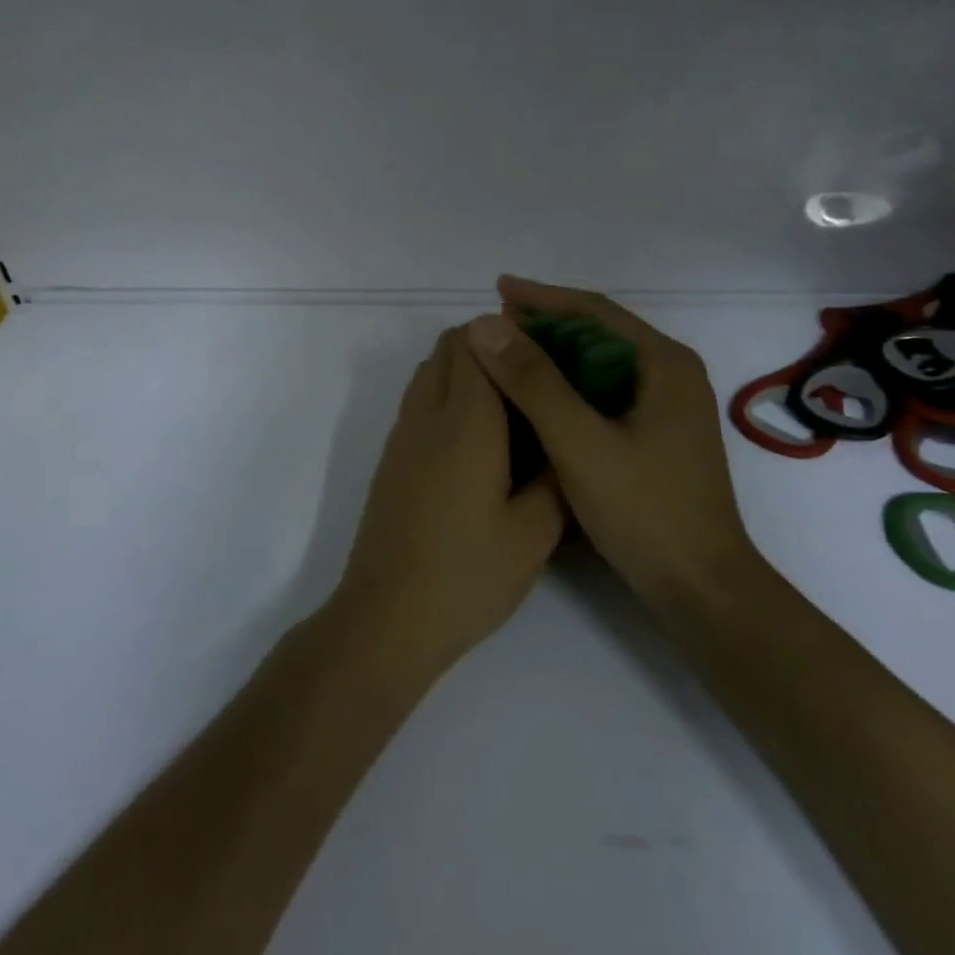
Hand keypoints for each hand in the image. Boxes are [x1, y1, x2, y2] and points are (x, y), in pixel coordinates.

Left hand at [328, 326, 566, 682]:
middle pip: (449, 347)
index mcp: (465, 421)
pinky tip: (479, 444)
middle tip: (534, 381)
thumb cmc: (467, 575)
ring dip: (465, 370)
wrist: (387, 618)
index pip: (477, 340)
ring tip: (511, 410)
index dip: (513, 336)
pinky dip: (446, 397)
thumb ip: (556, 475)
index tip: (548, 356)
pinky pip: (419, 401)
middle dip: (491, 347)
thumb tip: (566, 439)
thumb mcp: (534, 533)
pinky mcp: (391, 458)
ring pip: (429, 371)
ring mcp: (402, 435)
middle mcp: (426, 414)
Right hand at [464, 276, 754, 604]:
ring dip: (554, 356)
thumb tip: (484, 325)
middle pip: (600, 333)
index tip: (496, 289)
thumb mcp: (580, 442)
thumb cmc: (645, 511)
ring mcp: (667, 407)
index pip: (596, 311)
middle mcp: (671, 375)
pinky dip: (567, 387)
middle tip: (493, 325)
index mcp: (664, 364)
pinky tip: (536, 399)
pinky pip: (604, 393)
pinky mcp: (657, 435)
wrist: (701, 588)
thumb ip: (533, 382)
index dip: (542, 297)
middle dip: (546, 325)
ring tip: (506, 354)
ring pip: (600, 364)